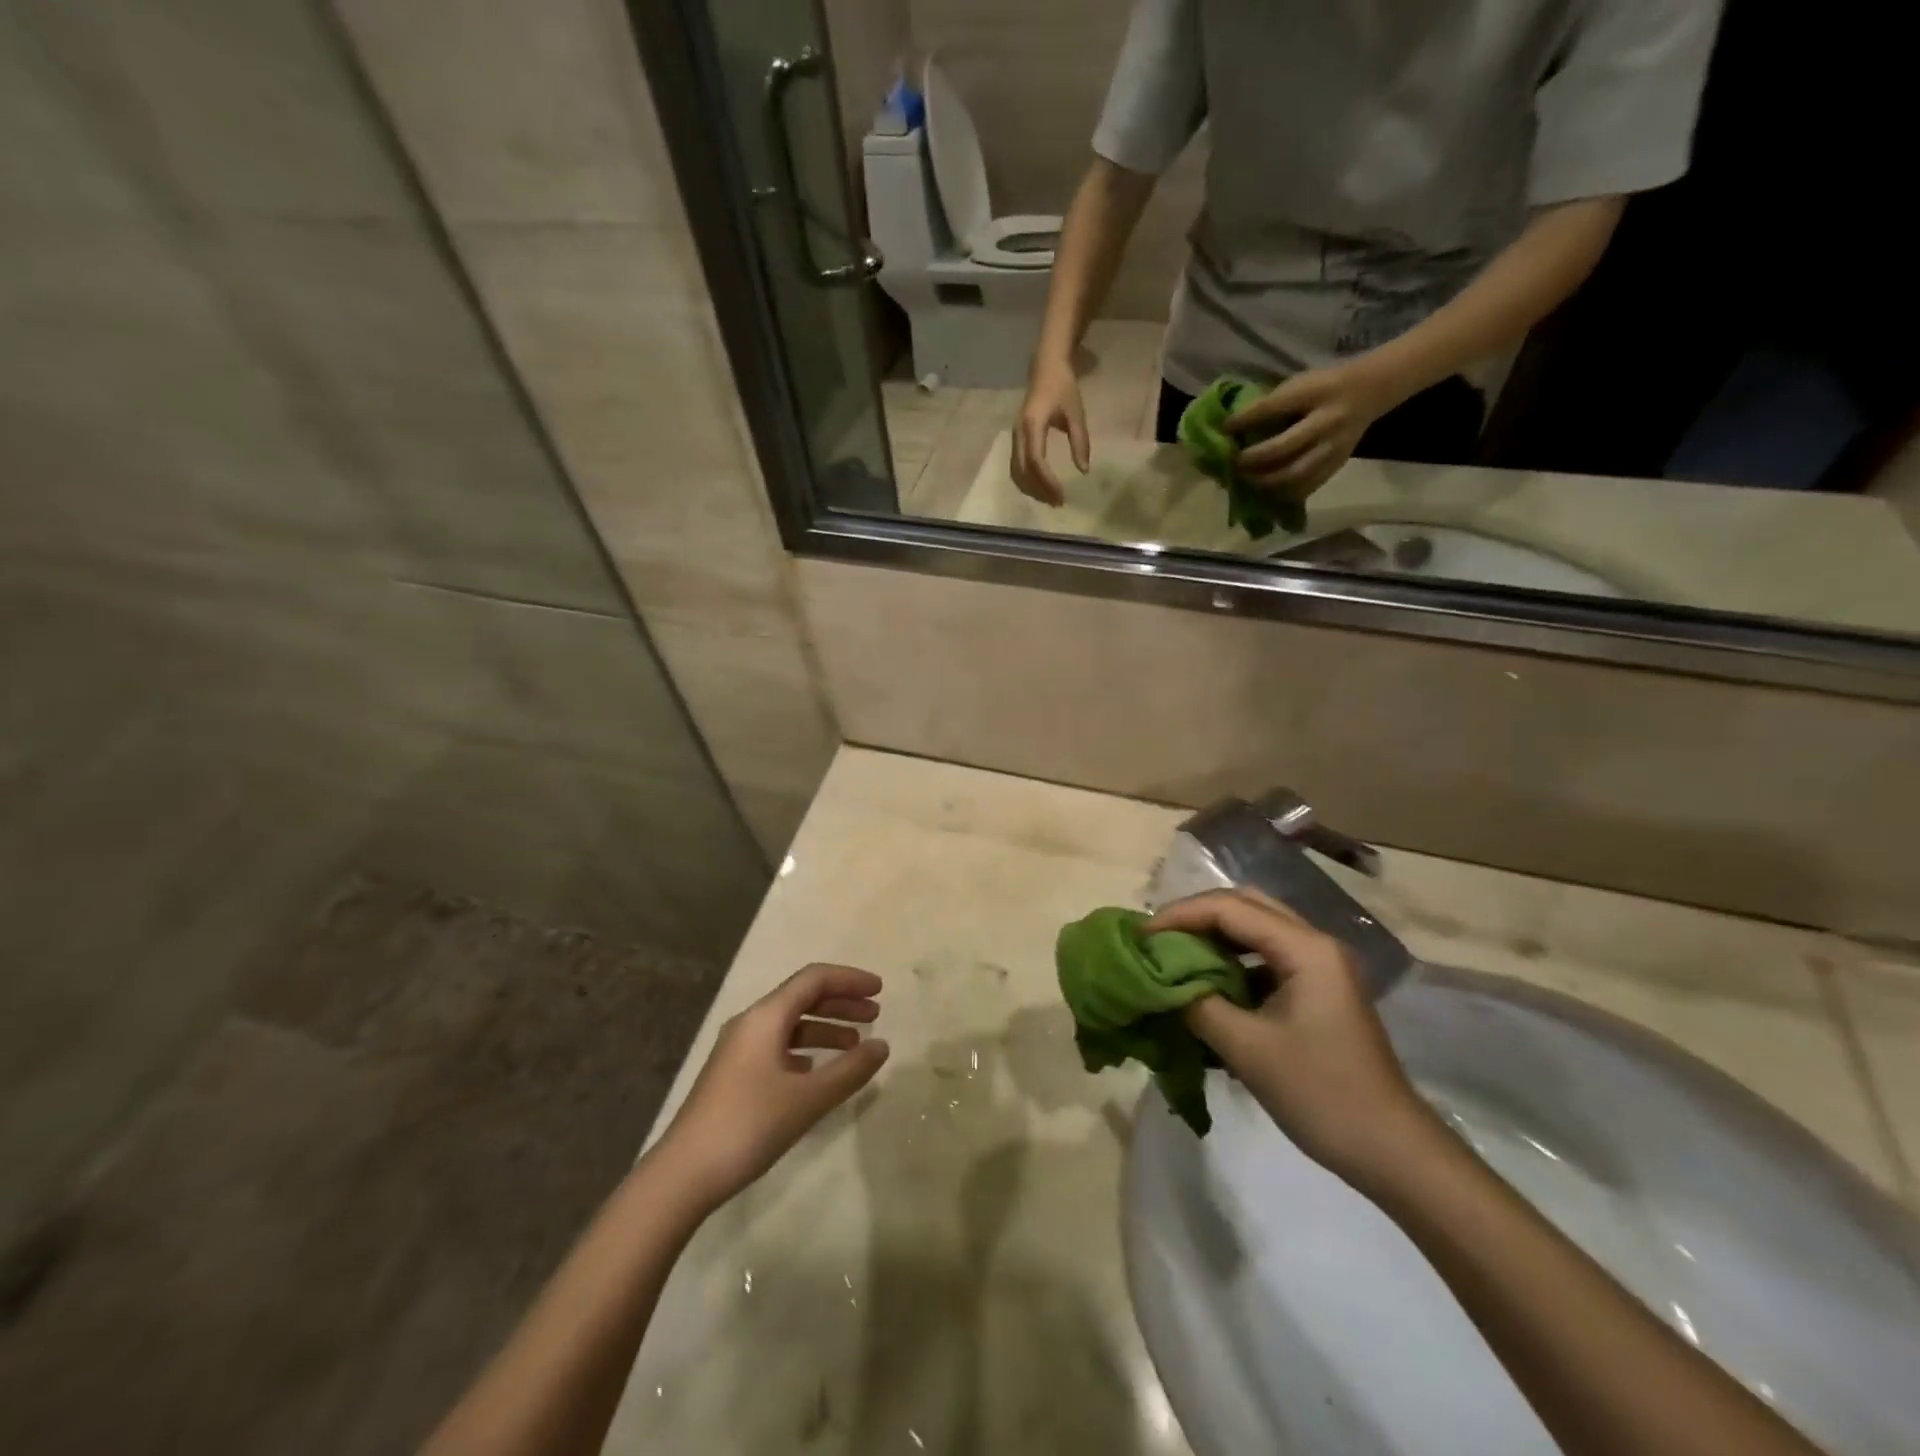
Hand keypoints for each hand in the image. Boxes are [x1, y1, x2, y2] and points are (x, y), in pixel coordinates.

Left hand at [656, 963, 888, 1209]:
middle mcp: (751, 1023)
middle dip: (841, 1002)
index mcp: (766, 1017)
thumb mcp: (807, 1099)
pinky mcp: (734, 1075)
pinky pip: (778, 1046)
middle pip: (802, 997)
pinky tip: (819, 1071)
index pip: (814, 979)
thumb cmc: (748, 1126)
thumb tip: (882, 1045)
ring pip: (791, 1024)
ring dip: (825, 1027)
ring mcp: (739, 1050)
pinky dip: (806, 1049)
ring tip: (856, 1045)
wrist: (683, 1175)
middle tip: (875, 1014)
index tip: (881, 991)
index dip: (850, 979)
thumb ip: (849, 1070)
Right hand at [1011, 356, 1088, 506]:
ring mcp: (1014, 436)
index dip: (1047, 481)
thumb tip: (1083, 470)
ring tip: (1050, 498)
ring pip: (1017, 471)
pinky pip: (1017, 465)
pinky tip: (1041, 486)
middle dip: (1039, 489)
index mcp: (1033, 424)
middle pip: (1023, 471)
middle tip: (1058, 502)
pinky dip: (1028, 480)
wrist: (1046, 366)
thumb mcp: (1076, 413)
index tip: (1061, 495)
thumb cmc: (1063, 387)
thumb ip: (1080, 442)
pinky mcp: (1016, 438)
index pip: (1036, 461)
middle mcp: (1018, 433)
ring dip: (1032, 488)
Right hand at [1145, 889, 1435, 1188]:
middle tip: (1156, 939)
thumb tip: (1156, 980)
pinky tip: (1208, 985)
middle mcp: (1315, 944)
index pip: (1230, 909)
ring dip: (1214, 937)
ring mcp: (1321, 967)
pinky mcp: (1318, 990)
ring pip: (1256, 929)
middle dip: (1196, 916)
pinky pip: (1266, 957)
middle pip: (1245, 906)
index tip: (1140, 936)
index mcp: (1305, 949)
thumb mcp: (1247, 1048)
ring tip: (1173, 956)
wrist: (1392, 1152)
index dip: (1179, 916)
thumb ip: (1196, 1003)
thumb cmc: (1321, 1095)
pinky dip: (1232, 961)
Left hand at [1226, 360, 1400, 498]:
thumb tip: (1233, 427)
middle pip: (1282, 448)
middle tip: (1234, 464)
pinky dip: (1283, 493)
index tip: (1224, 429)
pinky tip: (1267, 491)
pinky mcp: (1337, 464)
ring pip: (1294, 475)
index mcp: (1314, 393)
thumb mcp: (1299, 383)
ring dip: (1265, 482)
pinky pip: (1306, 487)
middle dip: (1252, 460)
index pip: (1273, 408)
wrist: (1368, 391)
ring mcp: (1333, 447)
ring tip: (1247, 481)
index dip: (1244, 421)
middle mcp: (1326, 421)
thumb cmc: (1323, 387)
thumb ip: (1272, 404)